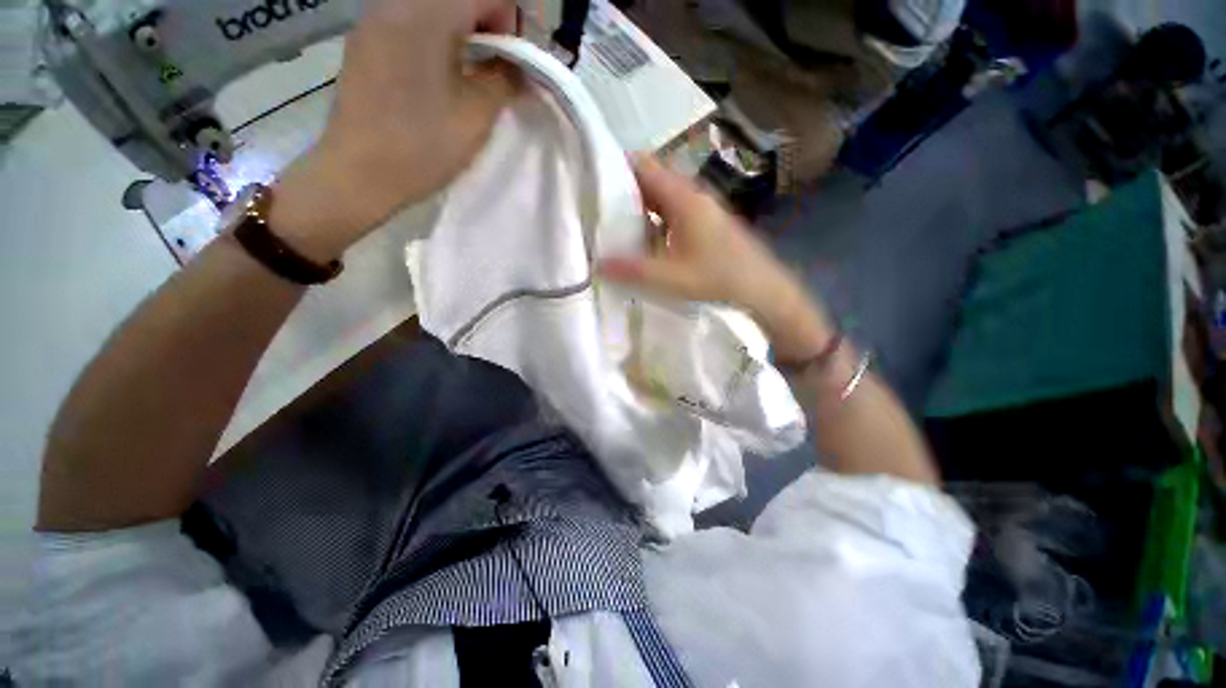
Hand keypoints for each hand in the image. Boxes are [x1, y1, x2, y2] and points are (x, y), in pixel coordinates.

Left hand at [271, 0, 519, 259]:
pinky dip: (439, 38)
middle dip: (491, 23)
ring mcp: (375, 19)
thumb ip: (505, 79)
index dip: (514, 21)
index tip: (518, 61)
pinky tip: (442, 75)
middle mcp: (396, 2)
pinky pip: (412, 21)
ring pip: (436, 7)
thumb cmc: (422, 147)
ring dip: (466, 32)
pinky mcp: (366, 40)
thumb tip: (520, 67)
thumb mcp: (476, 116)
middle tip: (499, 67)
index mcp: (426, 13)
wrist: (358, 174)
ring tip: (474, 73)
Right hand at [599, 155, 834, 361]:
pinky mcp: (704, 222)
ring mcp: (699, 208)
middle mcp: (691, 195)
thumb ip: (633, 270)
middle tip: (593, 204)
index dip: (615, 165)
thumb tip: (596, 264)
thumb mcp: (672, 278)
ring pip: (660, 196)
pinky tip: (640, 237)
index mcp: (683, 198)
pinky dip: (652, 217)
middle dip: (621, 187)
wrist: (763, 288)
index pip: (643, 165)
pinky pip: (670, 210)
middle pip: (650, 178)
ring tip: (609, 220)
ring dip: (637, 204)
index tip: (589, 177)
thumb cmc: (719, 278)